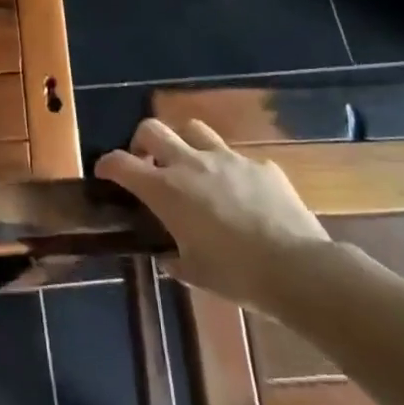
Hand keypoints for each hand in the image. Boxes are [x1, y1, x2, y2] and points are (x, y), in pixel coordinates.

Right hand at [96, 118, 329, 310]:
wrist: (299, 269)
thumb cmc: (236, 275)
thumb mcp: (195, 273)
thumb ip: (175, 258)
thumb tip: (170, 256)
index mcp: (166, 190)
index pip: (120, 163)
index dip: (107, 164)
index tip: (105, 172)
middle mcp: (191, 164)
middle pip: (153, 129)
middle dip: (142, 142)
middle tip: (147, 163)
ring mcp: (228, 159)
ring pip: (194, 129)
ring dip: (184, 144)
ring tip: (191, 168)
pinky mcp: (261, 165)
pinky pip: (237, 158)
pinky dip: (230, 171)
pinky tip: (241, 194)